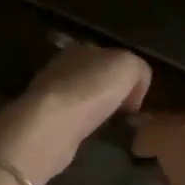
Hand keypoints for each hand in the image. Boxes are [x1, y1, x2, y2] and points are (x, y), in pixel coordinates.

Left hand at [0, 44, 152, 184]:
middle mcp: (62, 67)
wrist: (52, 125)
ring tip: (112, 127)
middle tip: (127, 114)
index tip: (137, 97)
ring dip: (98, 112)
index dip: (128, 75)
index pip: (110, 56)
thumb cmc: (92, 89)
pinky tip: (92, 137)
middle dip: (112, 94)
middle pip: (96, 77)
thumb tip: (134, 90)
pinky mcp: (45, 120)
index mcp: (81, 48)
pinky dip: (85, 127)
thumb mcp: (129, 67)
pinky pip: (73, 120)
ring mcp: (51, 94)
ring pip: (84, 99)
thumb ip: (139, 69)